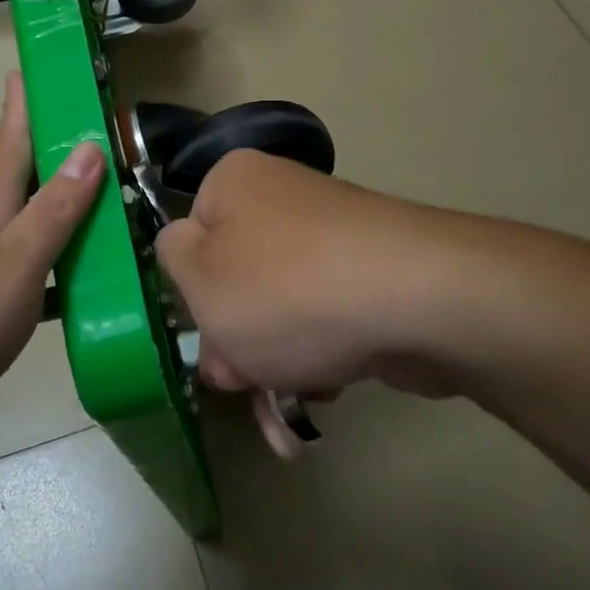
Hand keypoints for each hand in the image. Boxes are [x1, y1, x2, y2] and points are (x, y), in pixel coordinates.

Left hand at [0, 74, 103, 446]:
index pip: (11, 140)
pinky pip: (15, 267)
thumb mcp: (12, 267)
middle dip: (51, 154)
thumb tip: (89, 148)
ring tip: (98, 212)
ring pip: (18, 224)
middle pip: (18, 179)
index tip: (29, 67)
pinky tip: (68, 288)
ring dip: (55, 211)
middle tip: (95, 142)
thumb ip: (53, 212)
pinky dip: (45, 265)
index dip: (22, 104)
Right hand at [157, 151, 464, 400]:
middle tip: (243, 384)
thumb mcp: (199, 279)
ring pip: (280, 309)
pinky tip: (325, 393)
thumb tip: (186, 247)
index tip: (207, 338)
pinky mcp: (373, 277)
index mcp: (235, 182)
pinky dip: (317, 358)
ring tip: (286, 406)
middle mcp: (285, 199)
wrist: (417, 302)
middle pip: (237, 280)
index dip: (193, 295)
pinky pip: (325, 318)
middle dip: (235, 343)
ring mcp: (334, 238)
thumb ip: (172, 258)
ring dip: (273, 364)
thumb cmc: (284, 290)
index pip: (190, 236)